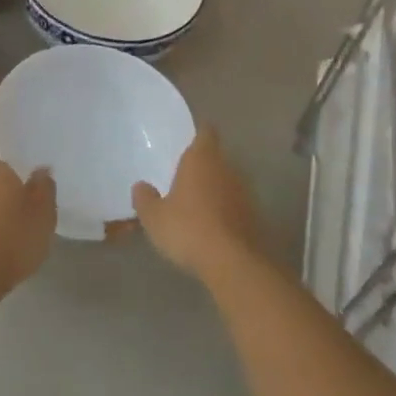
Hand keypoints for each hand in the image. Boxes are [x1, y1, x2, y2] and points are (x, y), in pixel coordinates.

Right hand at [132, 127, 265, 285]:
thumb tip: (141, 186)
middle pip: (217, 157)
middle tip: (184, 176)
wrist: (233, 262)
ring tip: (197, 202)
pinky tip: (212, 225)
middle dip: (204, 164)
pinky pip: (235, 204)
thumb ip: (145, 199)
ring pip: (227, 181)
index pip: (206, 132)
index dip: (199, 133)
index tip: (189, 140)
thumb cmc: (188, 229)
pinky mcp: (254, 216)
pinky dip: (225, 209)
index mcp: (201, 159)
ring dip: (215, 188)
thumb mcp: (154, 217)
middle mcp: (226, 168)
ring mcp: (244, 192)